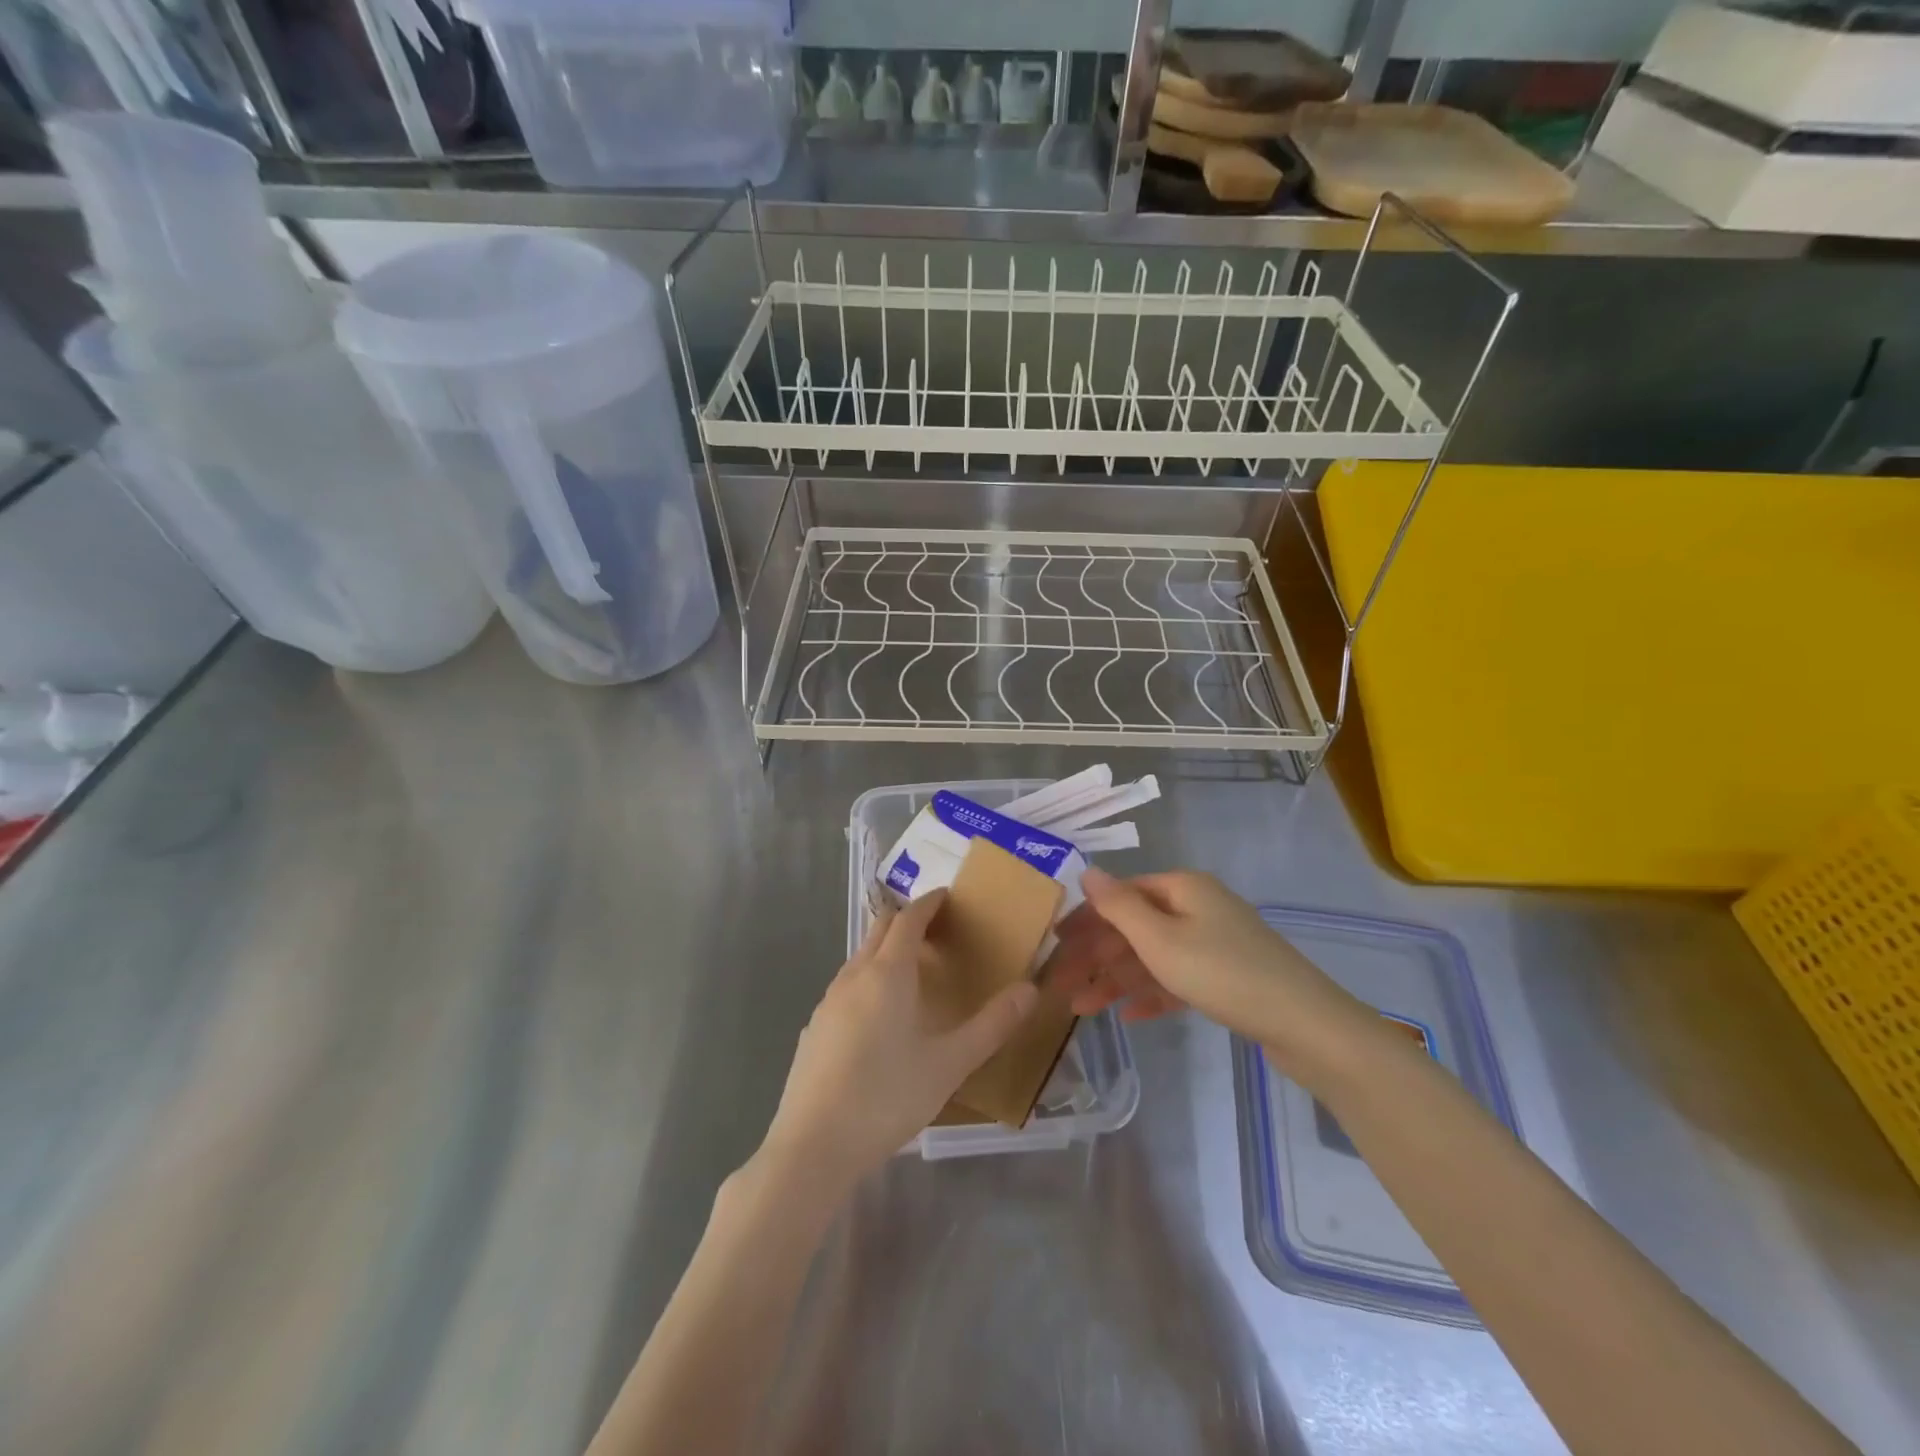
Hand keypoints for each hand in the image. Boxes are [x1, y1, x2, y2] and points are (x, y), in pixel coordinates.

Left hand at [759, 890, 1037, 1192]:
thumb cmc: (887, 1097)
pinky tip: (878, 1017)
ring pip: (859, 958)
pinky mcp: (813, 1029)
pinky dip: (867, 980)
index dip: (928, 903)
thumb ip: (992, 1025)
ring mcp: (827, 1002)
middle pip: (879, 929)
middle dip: (906, 920)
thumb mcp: (950, 1064)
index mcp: (887, 973)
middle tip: (936, 929)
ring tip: (912, 971)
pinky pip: (845, 987)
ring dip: (885, 950)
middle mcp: (853, 976)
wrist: (813, 1146)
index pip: (908, 919)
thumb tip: (1030, 989)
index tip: (946, 896)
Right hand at [1047, 867, 1369, 1080]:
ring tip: (1083, 1009)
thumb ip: (1118, 905)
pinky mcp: (1227, 976)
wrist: (1305, 1025)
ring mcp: (1214, 942)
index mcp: (1182, 888)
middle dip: (1096, 956)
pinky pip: (1178, 978)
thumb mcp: (1160, 939)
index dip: (1085, 918)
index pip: (1120, 895)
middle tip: (1061, 985)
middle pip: (1134, 927)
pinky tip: (1129, 1016)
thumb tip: (1087, 870)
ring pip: (1153, 956)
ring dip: (1117, 980)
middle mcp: (1197, 907)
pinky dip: (1152, 993)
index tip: (1054, 944)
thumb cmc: (1222, 973)